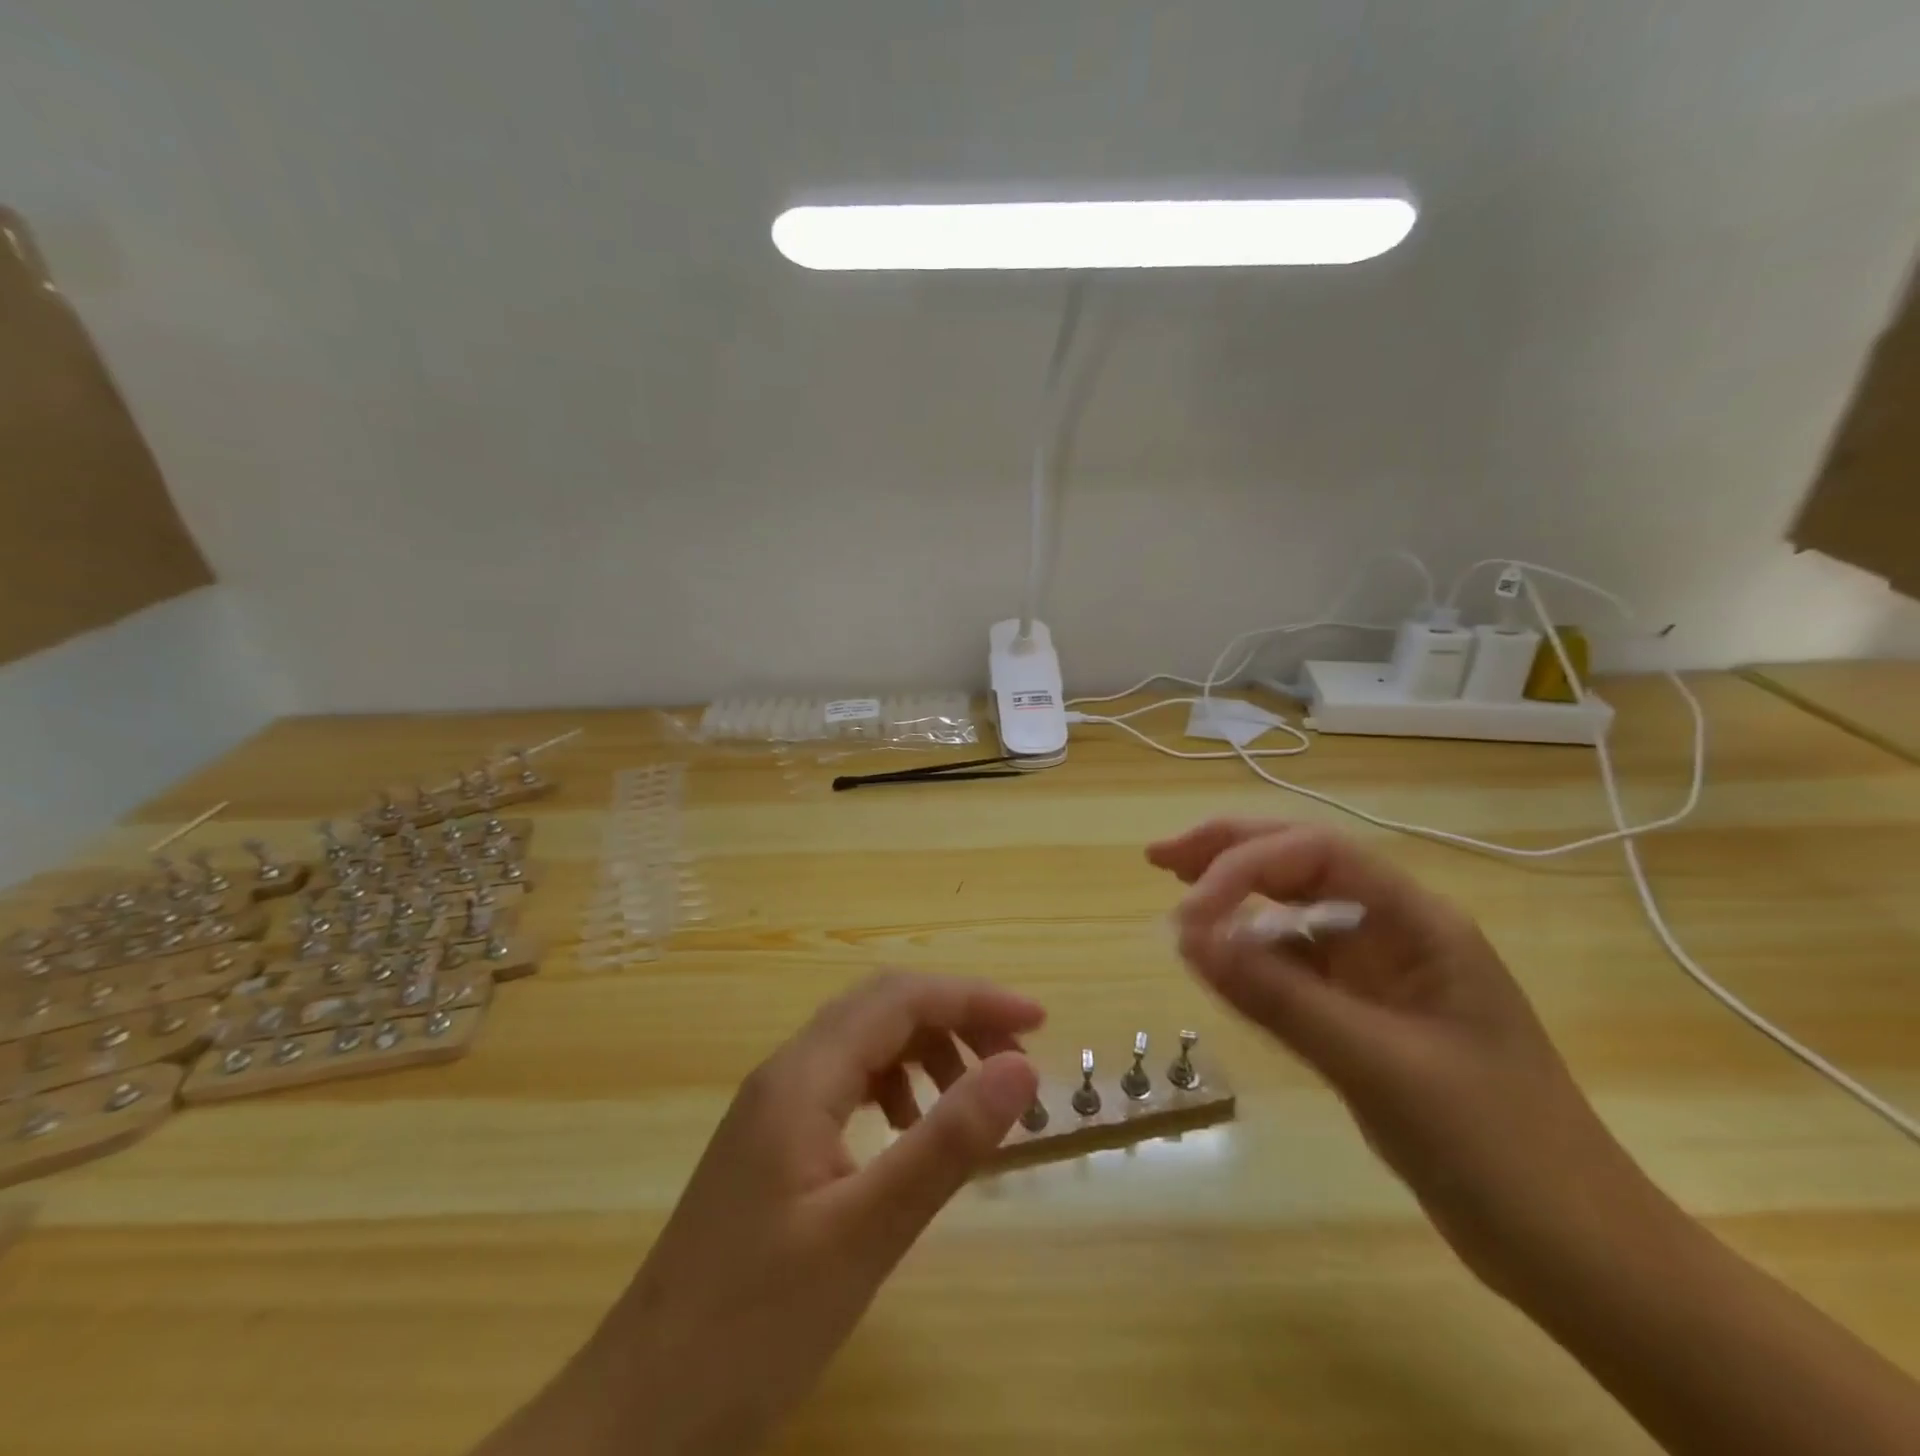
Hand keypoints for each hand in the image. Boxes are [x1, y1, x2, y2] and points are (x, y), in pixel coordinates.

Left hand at [477, 972, 1041, 1455]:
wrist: (638, 1414)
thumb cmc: (753, 1325)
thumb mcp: (866, 1234)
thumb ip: (946, 1143)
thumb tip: (1023, 1068)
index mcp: (802, 1077)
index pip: (900, 999)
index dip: (974, 999)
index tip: (1039, 1024)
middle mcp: (785, 1073)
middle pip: (881, 1007)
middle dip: (954, 1017)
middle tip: (1014, 1063)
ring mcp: (773, 1107)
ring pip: (863, 1042)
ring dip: (924, 1051)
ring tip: (969, 1100)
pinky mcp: (771, 1143)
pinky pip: (845, 1082)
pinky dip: (893, 1087)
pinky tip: (909, 1134)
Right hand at [1150, 819, 1648, 1286]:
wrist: (1580, 1256)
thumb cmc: (1499, 1151)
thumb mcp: (1381, 1068)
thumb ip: (1282, 998)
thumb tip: (1189, 937)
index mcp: (1418, 923)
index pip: (1316, 856)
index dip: (1242, 866)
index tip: (1187, 915)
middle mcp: (1397, 933)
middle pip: (1303, 865)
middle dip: (1230, 854)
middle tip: (1159, 858)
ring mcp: (1382, 976)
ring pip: (1296, 912)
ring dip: (1237, 898)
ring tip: (1179, 895)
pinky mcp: (1367, 1017)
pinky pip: (1297, 968)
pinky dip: (1253, 958)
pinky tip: (1220, 962)